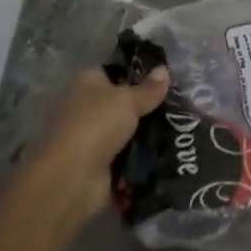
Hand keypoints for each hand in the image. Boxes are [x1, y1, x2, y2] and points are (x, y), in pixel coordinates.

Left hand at [22, 66, 169, 220]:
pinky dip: (141, 161)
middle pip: (122, 105)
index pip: (115, 73)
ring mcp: (89, 140)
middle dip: (147, 109)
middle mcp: (84, 109)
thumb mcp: (128, 100)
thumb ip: (148, 88)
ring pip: (126, 133)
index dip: (139, 76)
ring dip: (146, 137)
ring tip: (181, 132)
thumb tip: (164, 69)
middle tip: (179, 108)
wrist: (69, 180)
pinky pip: (126, 159)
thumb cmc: (95, 125)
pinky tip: (168, 155)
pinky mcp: (97, 168)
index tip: (165, 82)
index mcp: (86, 83)